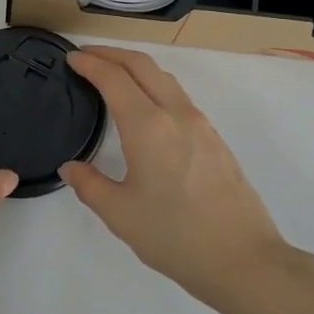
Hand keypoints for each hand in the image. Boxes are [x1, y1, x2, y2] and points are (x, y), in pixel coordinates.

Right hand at [61, 47, 289, 309]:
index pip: (114, 78)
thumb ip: (90, 185)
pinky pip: (178, 95)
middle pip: (142, 65)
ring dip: (135, 67)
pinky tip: (146, 106)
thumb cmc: (175, 237)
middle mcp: (175, 113)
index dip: (90, 63)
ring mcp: (200, 123)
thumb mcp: (121, 215)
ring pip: (164, 77)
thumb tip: (70, 167)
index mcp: (148, 126)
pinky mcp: (214, 137)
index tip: (71, 58)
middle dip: (112, 53)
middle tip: (86, 57)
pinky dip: (154, 84)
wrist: (243, 259)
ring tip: (113, 75)